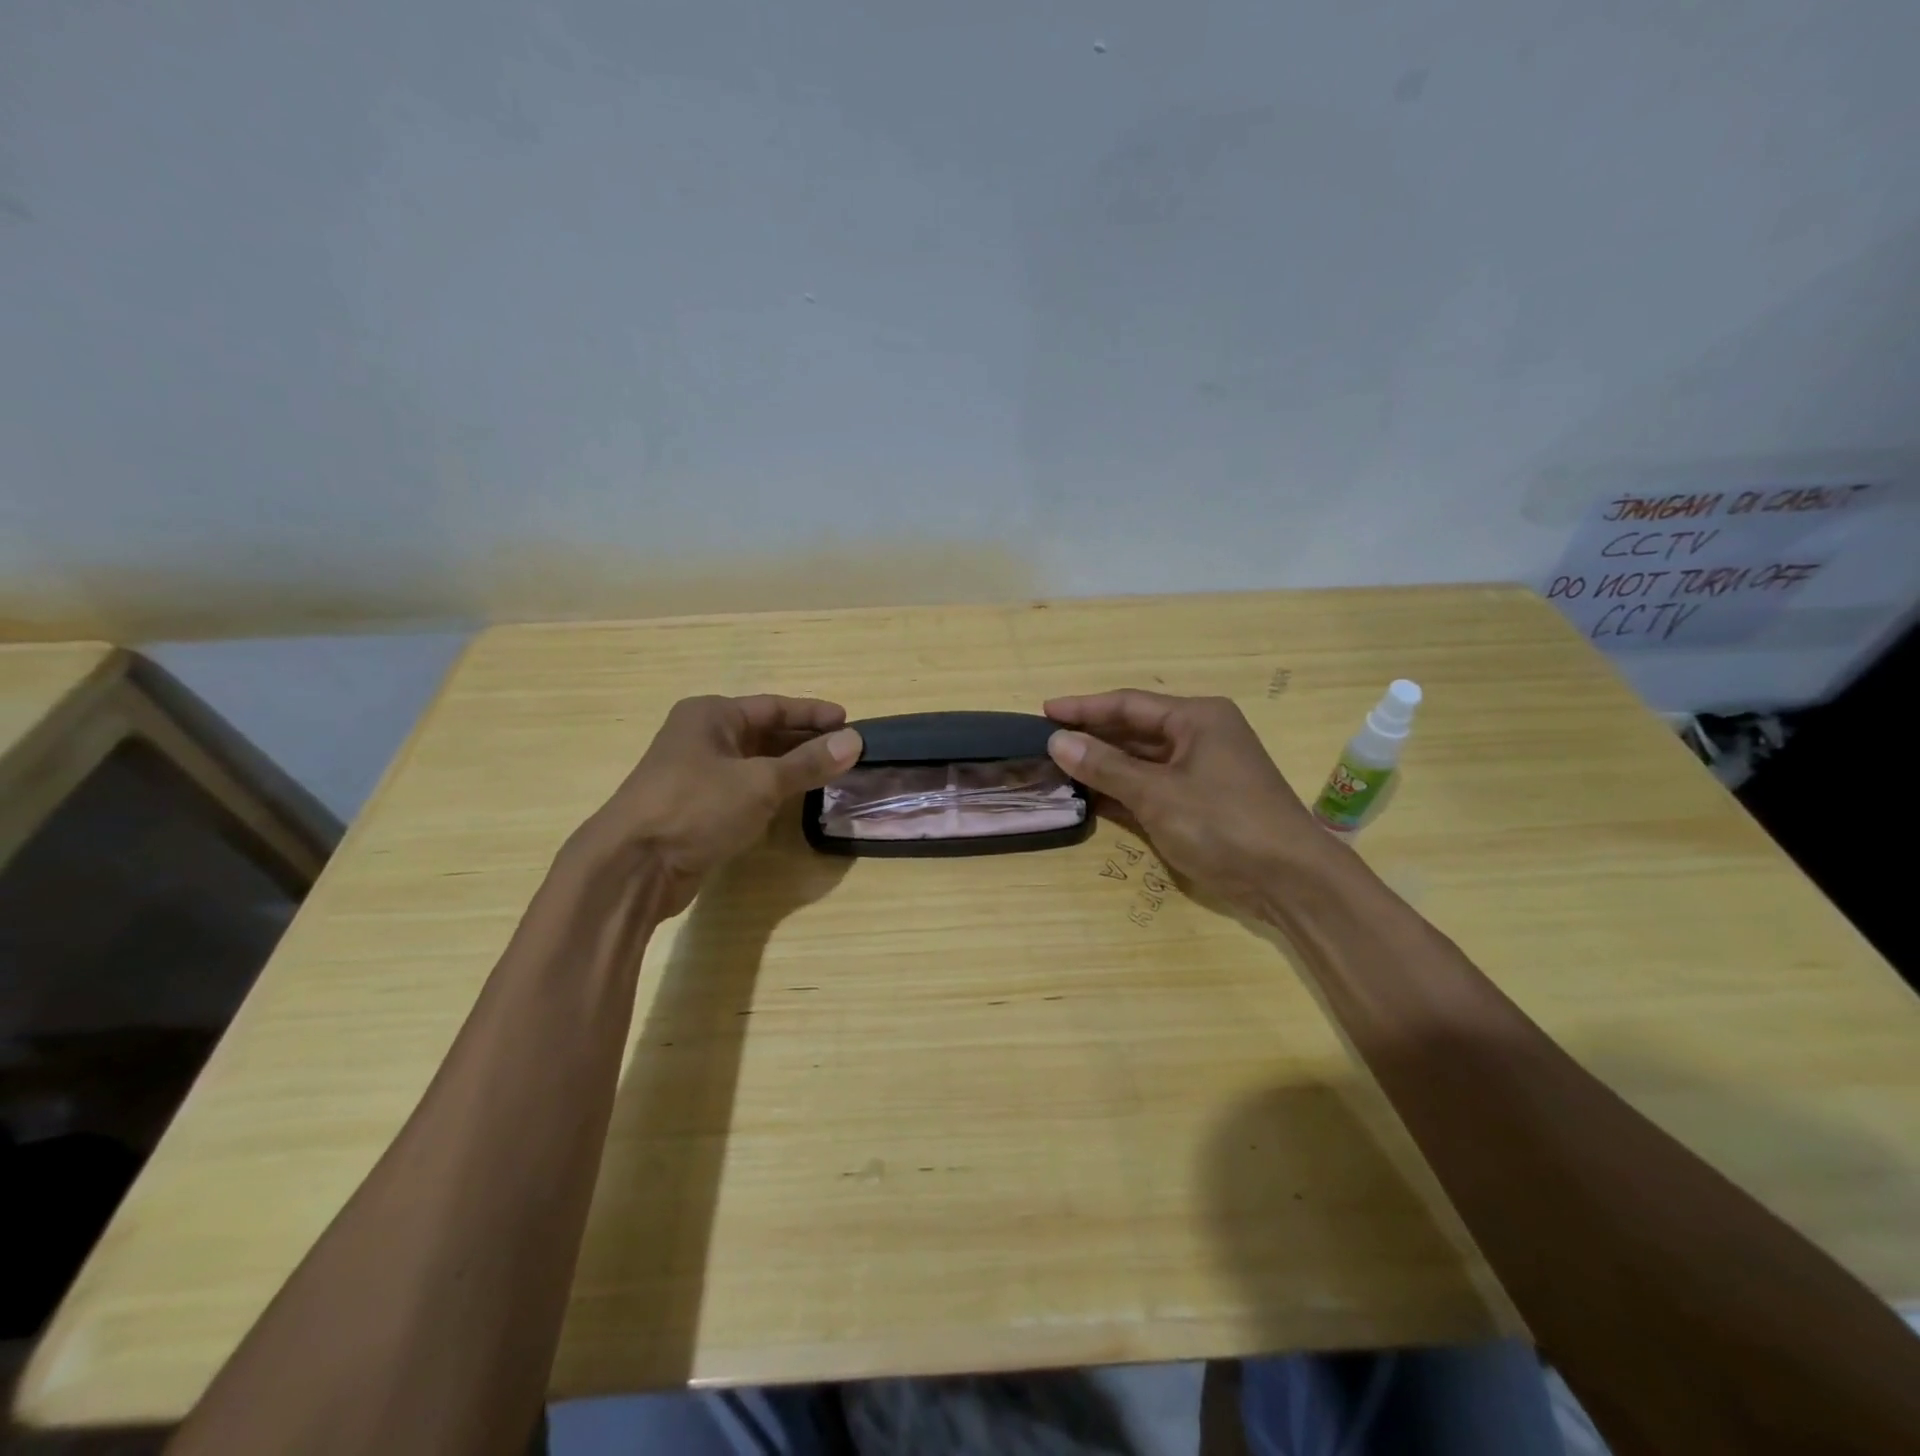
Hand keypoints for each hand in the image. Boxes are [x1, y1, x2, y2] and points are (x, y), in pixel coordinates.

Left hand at [575, 694, 861, 915]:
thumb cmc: (697, 807)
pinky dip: (772, 791)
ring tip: (831, 774)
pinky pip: (745, 788)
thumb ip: (808, 763)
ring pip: (755, 762)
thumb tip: (855, 741)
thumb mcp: (761, 782)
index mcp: (711, 715)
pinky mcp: (697, 807)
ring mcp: (697, 773)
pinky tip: (796, 800)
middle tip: (846, 751)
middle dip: (805, 742)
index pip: (774, 707)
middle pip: (765, 732)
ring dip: (790, 768)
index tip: (850, 722)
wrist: (634, 865)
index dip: (813, 714)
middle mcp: (702, 737)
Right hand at [1045, 690, 1330, 915]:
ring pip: (1143, 760)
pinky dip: (1124, 789)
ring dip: (1105, 765)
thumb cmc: (1223, 823)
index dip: (1083, 708)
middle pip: (1135, 730)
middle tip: (1046, 741)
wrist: (1290, 880)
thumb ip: (1105, 767)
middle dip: (1092, 736)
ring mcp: (1203, 770)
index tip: (1044, 711)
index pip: (1128, 704)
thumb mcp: (1157, 794)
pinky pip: (1153, 785)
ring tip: (1059, 767)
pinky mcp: (1202, 801)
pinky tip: (1091, 795)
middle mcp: (1200, 736)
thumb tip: (1057, 741)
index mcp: (1197, 718)